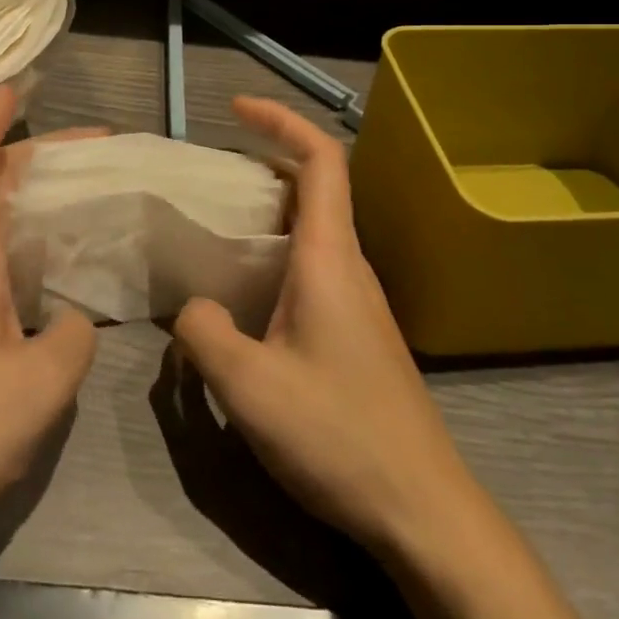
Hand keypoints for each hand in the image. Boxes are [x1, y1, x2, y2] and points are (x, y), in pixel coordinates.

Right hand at [173, 97, 478, 563]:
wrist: (422, 509)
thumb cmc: (338, 434)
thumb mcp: (249, 385)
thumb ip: (205, 332)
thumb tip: (196, 308)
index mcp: (330, 257)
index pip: (321, 160)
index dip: (282, 121)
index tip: (237, 109)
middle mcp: (349, 266)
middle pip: (315, 188)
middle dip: (264, 164)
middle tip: (209, 176)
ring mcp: (358, 301)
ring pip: (313, 230)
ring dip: (268, 213)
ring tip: (215, 228)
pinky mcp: (356, 333)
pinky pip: (313, 268)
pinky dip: (276, 255)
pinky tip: (244, 294)